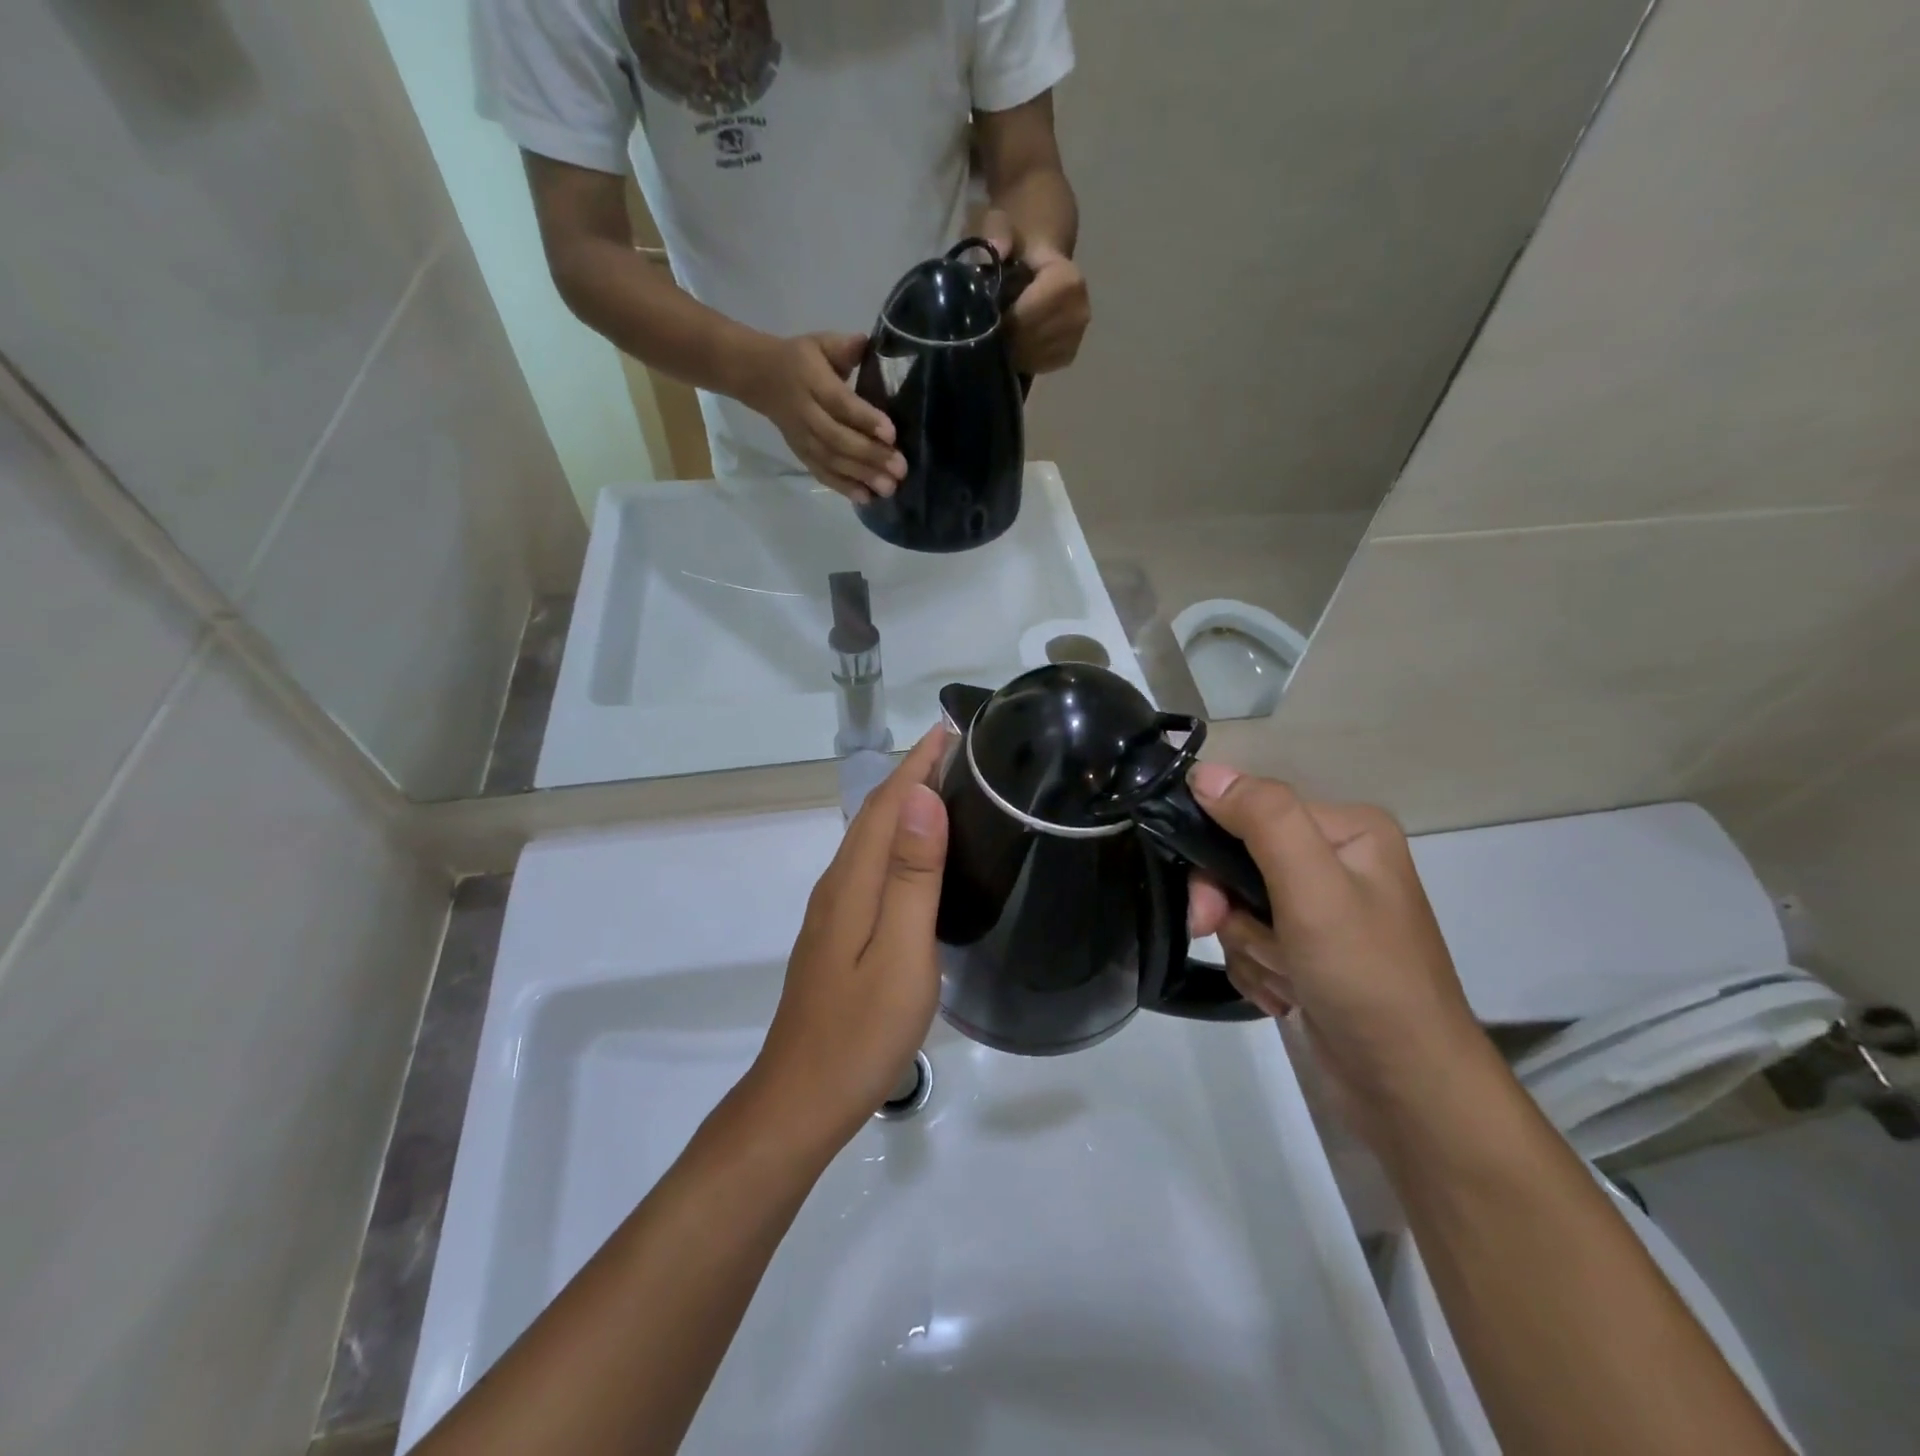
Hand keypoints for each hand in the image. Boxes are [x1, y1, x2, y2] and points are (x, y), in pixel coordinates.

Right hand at [737, 332, 907, 502]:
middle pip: (838, 439)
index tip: (891, 434)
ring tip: (889, 488)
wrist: (759, 378)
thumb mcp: (820, 343)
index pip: (840, 403)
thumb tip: (867, 343)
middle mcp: (806, 413)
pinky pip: (822, 473)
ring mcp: (802, 438)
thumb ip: (844, 347)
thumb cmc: (801, 359)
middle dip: (870, 455)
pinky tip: (865, 498)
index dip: (865, 419)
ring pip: (832, 461)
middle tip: (900, 468)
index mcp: (811, 381)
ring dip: (861, 476)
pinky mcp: (801, 455)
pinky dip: (843, 487)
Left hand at [750, 728, 950, 1144]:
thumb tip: (922, 799)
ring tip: (947, 789)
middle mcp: (838, 885)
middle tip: (960, 753)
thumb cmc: (861, 1032)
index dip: (918, 764)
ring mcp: (834, 911)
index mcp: (853, 882)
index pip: (889, 804)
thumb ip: (912, 877)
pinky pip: (870, 866)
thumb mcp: (902, 954)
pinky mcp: (838, 934)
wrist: (800, 1100)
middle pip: (876, 814)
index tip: (952, 730)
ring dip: (905, 805)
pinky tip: (918, 857)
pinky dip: (897, 841)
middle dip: (912, 775)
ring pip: (871, 839)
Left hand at [982, 210, 1089, 373]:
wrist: (1041, 256)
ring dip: (1012, 350)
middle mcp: (1080, 312)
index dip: (1007, 319)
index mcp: (1069, 281)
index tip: (988, 313)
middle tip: (987, 328)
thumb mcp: (1002, 225)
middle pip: (1032, 341)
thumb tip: (997, 251)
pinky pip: (1039, 366)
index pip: (1032, 315)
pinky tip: (1014, 342)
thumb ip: (997, 233)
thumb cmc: (1019, 242)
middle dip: (1006, 337)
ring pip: (1033, 358)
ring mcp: (1076, 337)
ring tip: (1000, 333)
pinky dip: (1022, 358)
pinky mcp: (1068, 355)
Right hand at [1185, 763, 1490, 1141]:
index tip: (1208, 905)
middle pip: (1239, 862)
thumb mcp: (1314, 888)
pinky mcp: (1310, 952)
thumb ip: (1263, 820)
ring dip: (1245, 947)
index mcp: (1347, 830)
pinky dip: (1257, 970)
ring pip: (1239, 907)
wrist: (1408, 1090)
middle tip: (1224, 938)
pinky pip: (1252, 942)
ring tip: (1282, 980)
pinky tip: (1285, 996)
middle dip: (1230, 910)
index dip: (1216, 854)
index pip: (1250, 812)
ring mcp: (1322, 910)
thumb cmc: (1365, 978)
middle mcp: (1336, 862)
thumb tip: (1204, 772)